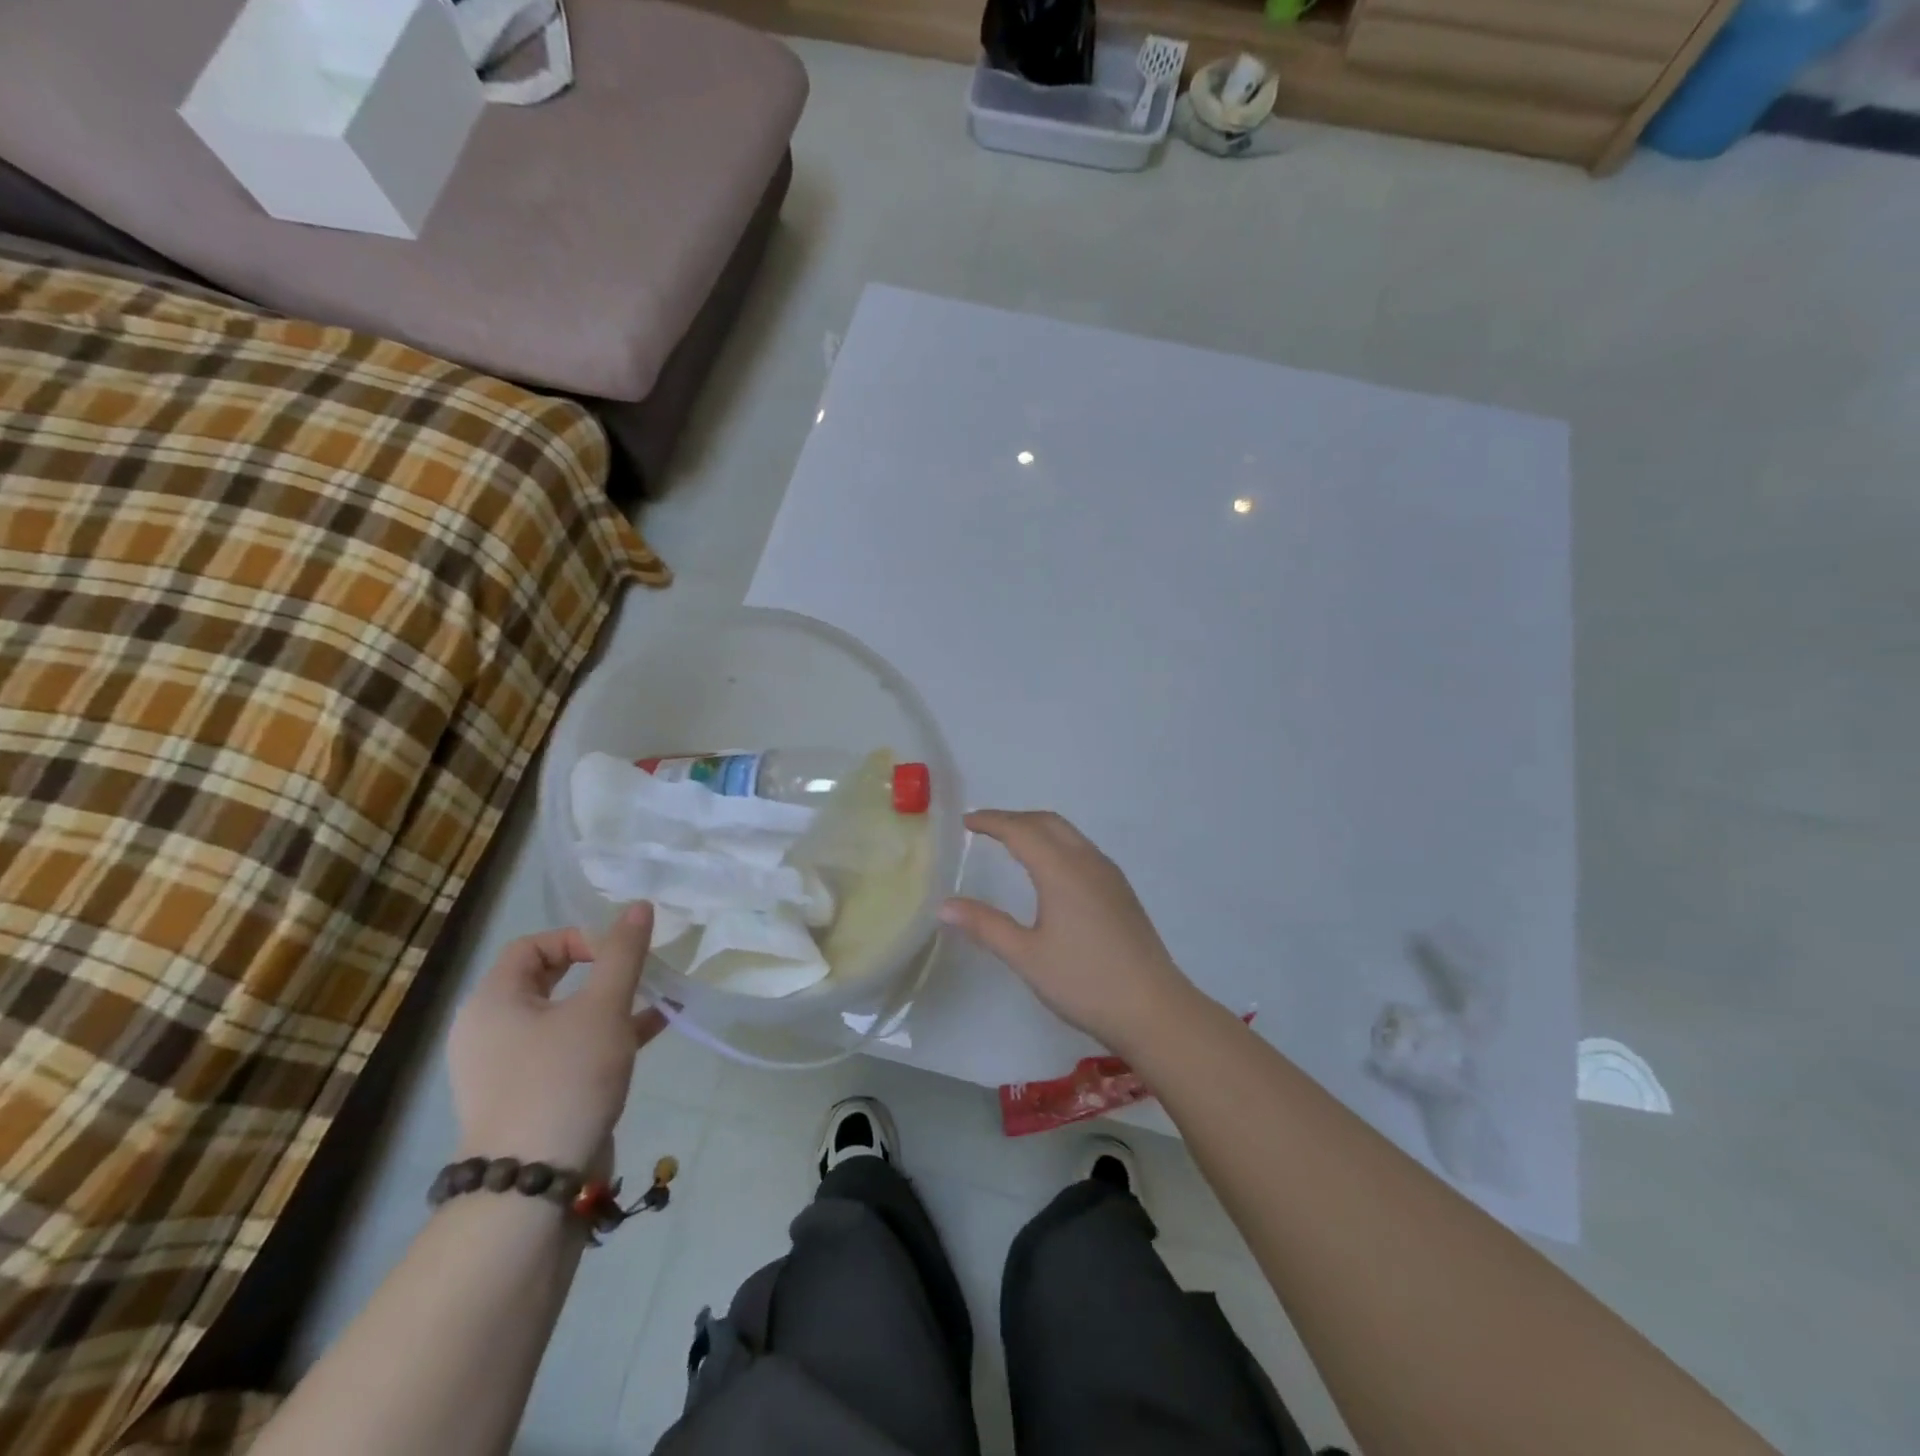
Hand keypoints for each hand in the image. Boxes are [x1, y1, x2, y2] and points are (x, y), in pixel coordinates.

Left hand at [447, 905, 667, 1172]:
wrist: (533, 1186)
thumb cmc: (564, 1079)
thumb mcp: (603, 1008)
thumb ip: (623, 954)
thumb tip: (639, 905)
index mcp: (492, 1002)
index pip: (532, 946)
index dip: (579, 938)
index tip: (618, 955)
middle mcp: (490, 1030)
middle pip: (547, 979)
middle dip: (600, 970)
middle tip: (637, 972)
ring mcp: (507, 1068)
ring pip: (564, 1017)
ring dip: (610, 1003)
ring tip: (656, 998)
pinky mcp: (529, 1097)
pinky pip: (568, 1050)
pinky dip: (604, 1036)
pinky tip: (652, 1030)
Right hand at [940, 810, 1195, 1052]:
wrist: (1154, 1008)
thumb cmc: (1084, 981)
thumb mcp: (1026, 956)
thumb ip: (985, 926)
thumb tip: (944, 905)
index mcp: (1062, 870)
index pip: (1020, 830)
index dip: (991, 821)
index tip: (966, 821)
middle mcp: (1088, 862)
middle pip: (1048, 822)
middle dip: (1014, 819)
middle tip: (985, 828)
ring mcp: (1110, 875)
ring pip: (1069, 834)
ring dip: (1038, 829)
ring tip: (1012, 844)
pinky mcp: (1121, 891)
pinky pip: (1083, 850)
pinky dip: (1057, 844)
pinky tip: (1050, 872)